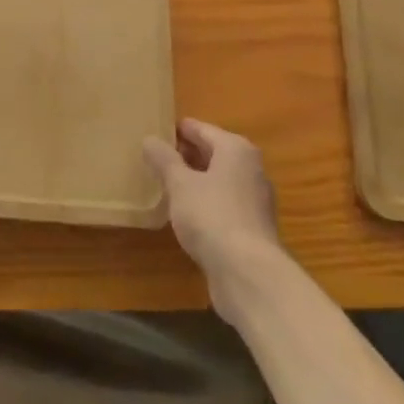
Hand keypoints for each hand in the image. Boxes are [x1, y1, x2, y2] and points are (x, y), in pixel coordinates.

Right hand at [143, 119, 281, 319]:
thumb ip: (164, 159)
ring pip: (218, 180)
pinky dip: (205, 203)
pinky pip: (223, 204)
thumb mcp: (179, 184)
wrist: (248, 274)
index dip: (176, 130)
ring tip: (164, 184)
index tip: (154, 132)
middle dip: (185, 155)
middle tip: (154, 158)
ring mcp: (254, 200)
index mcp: (235, 149)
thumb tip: (149, 139)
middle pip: (212, 153)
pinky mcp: (252, 228)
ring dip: (195, 181)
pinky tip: (184, 214)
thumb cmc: (212, 216)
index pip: (201, 129)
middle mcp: (250, 169)